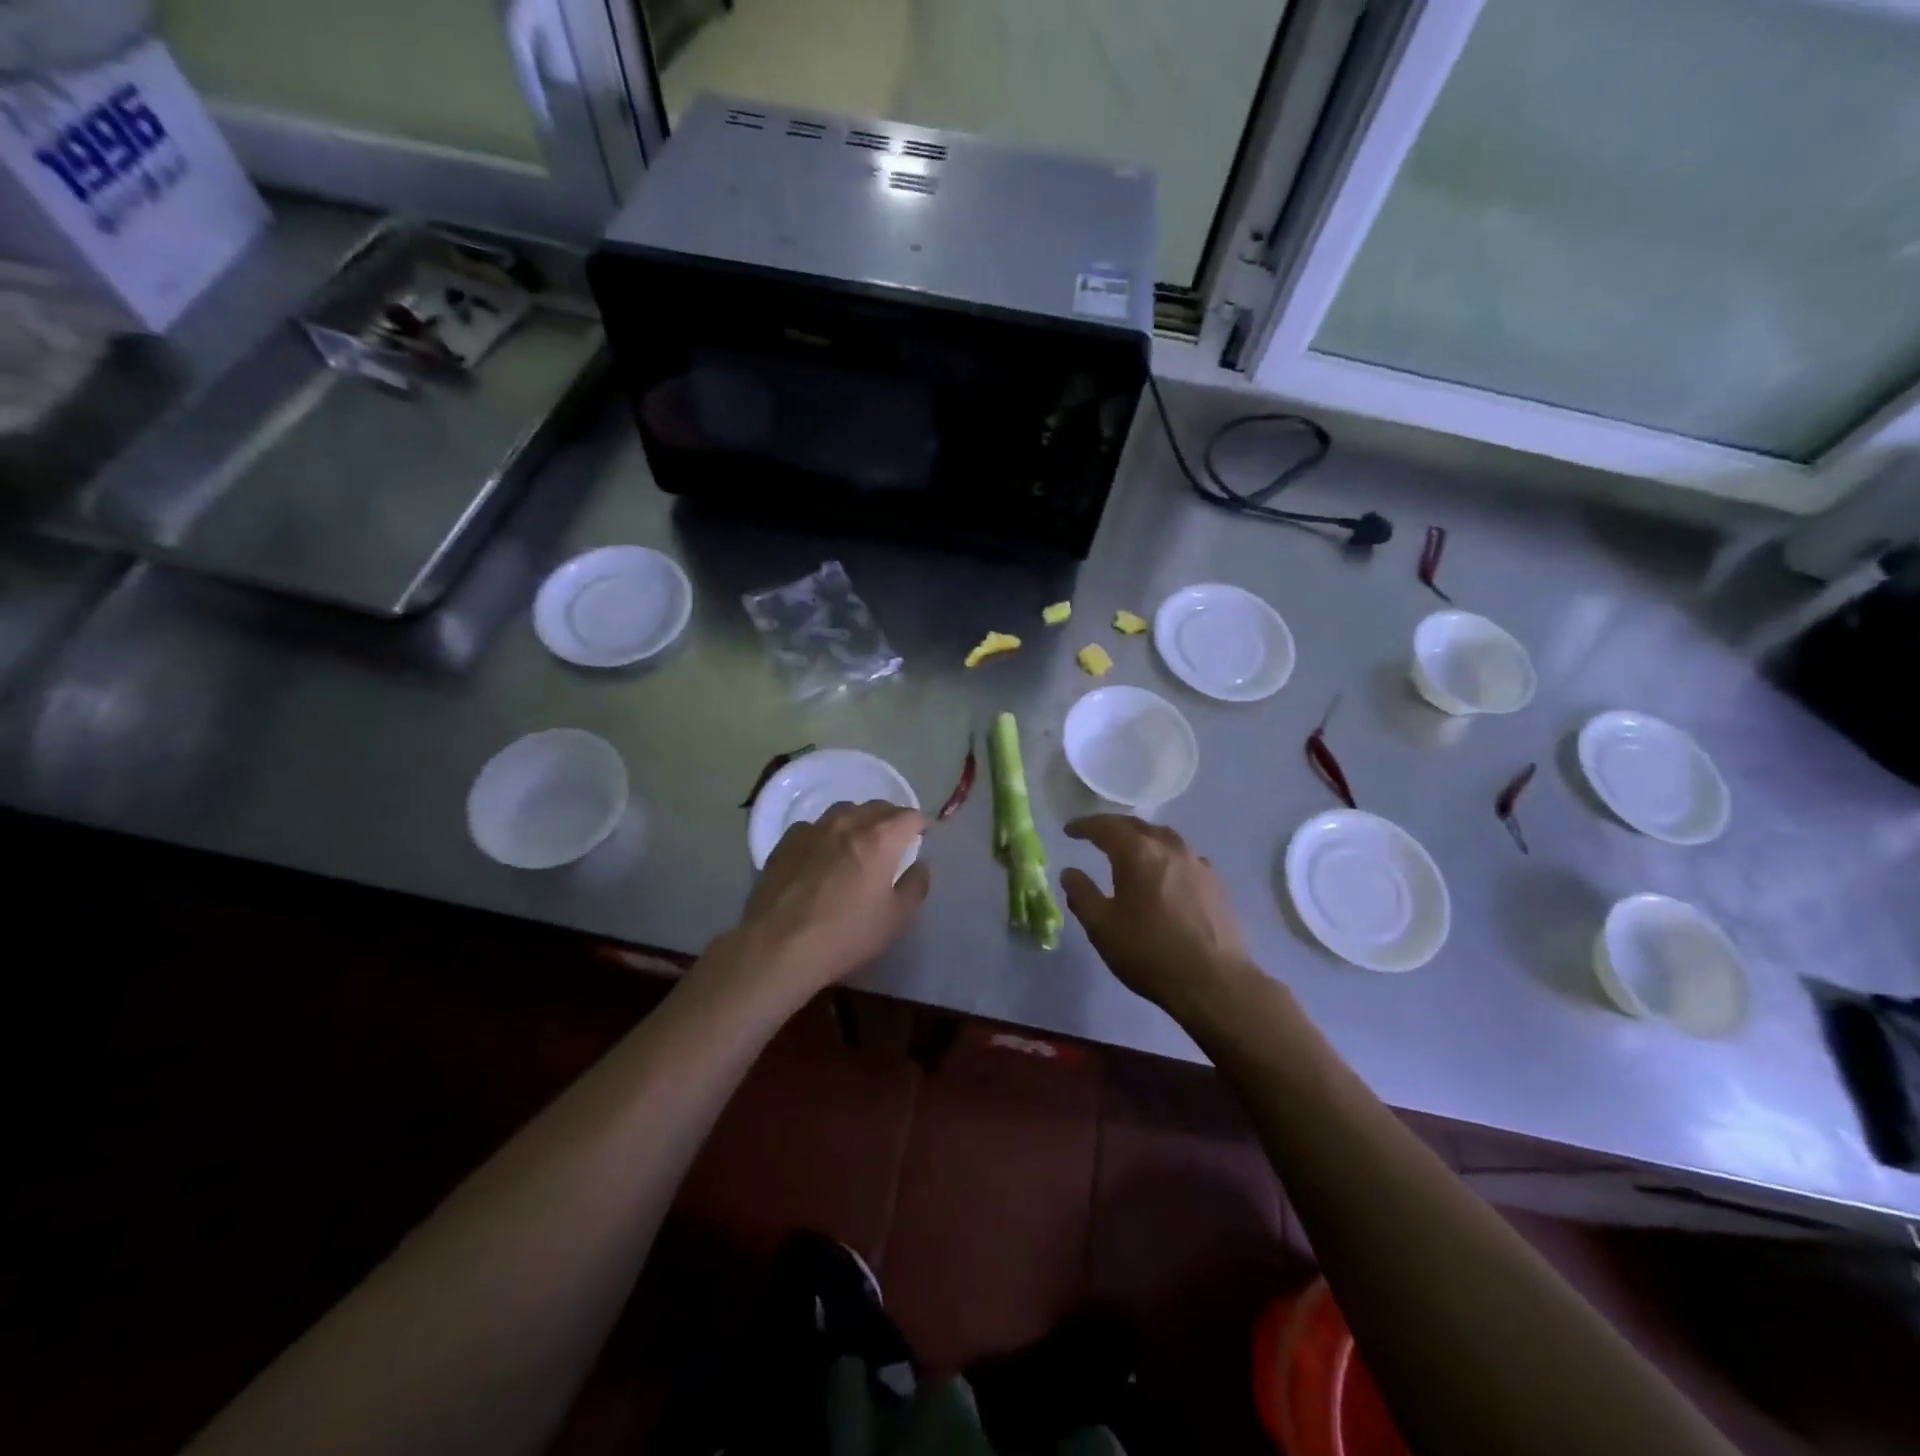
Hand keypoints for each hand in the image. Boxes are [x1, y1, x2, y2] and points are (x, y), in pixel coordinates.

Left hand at [729, 801, 929, 1000]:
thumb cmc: (845, 935)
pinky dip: (827, 834)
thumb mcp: (895, 919)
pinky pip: (815, 826)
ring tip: (858, 843)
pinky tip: (822, 856)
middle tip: (894, 842)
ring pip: (845, 811)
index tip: (922, 838)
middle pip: (878, 807)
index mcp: (880, 838)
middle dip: (891, 820)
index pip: (909, 816)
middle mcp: (848, 822)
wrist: (778, 946)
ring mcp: (814, 828)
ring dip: (859, 821)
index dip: (920, 825)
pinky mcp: (786, 840)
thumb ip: (915, 885)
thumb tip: (920, 864)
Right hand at [1060, 815, 1256, 1017]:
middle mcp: (1169, 848)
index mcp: (1137, 853)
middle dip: (1114, 827)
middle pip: (1137, 826)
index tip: (1069, 830)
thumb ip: (1082, 895)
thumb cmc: (1149, 952)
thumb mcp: (1102, 927)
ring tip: (1132, 849)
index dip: (1085, 826)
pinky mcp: (1216, 883)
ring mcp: (1197, 863)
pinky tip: (1166, 874)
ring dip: (1143, 838)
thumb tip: (1070, 873)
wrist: (1214, 982)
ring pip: (1165, 837)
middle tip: (1096, 835)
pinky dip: (1167, 856)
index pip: (1106, 826)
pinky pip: (1185, 857)